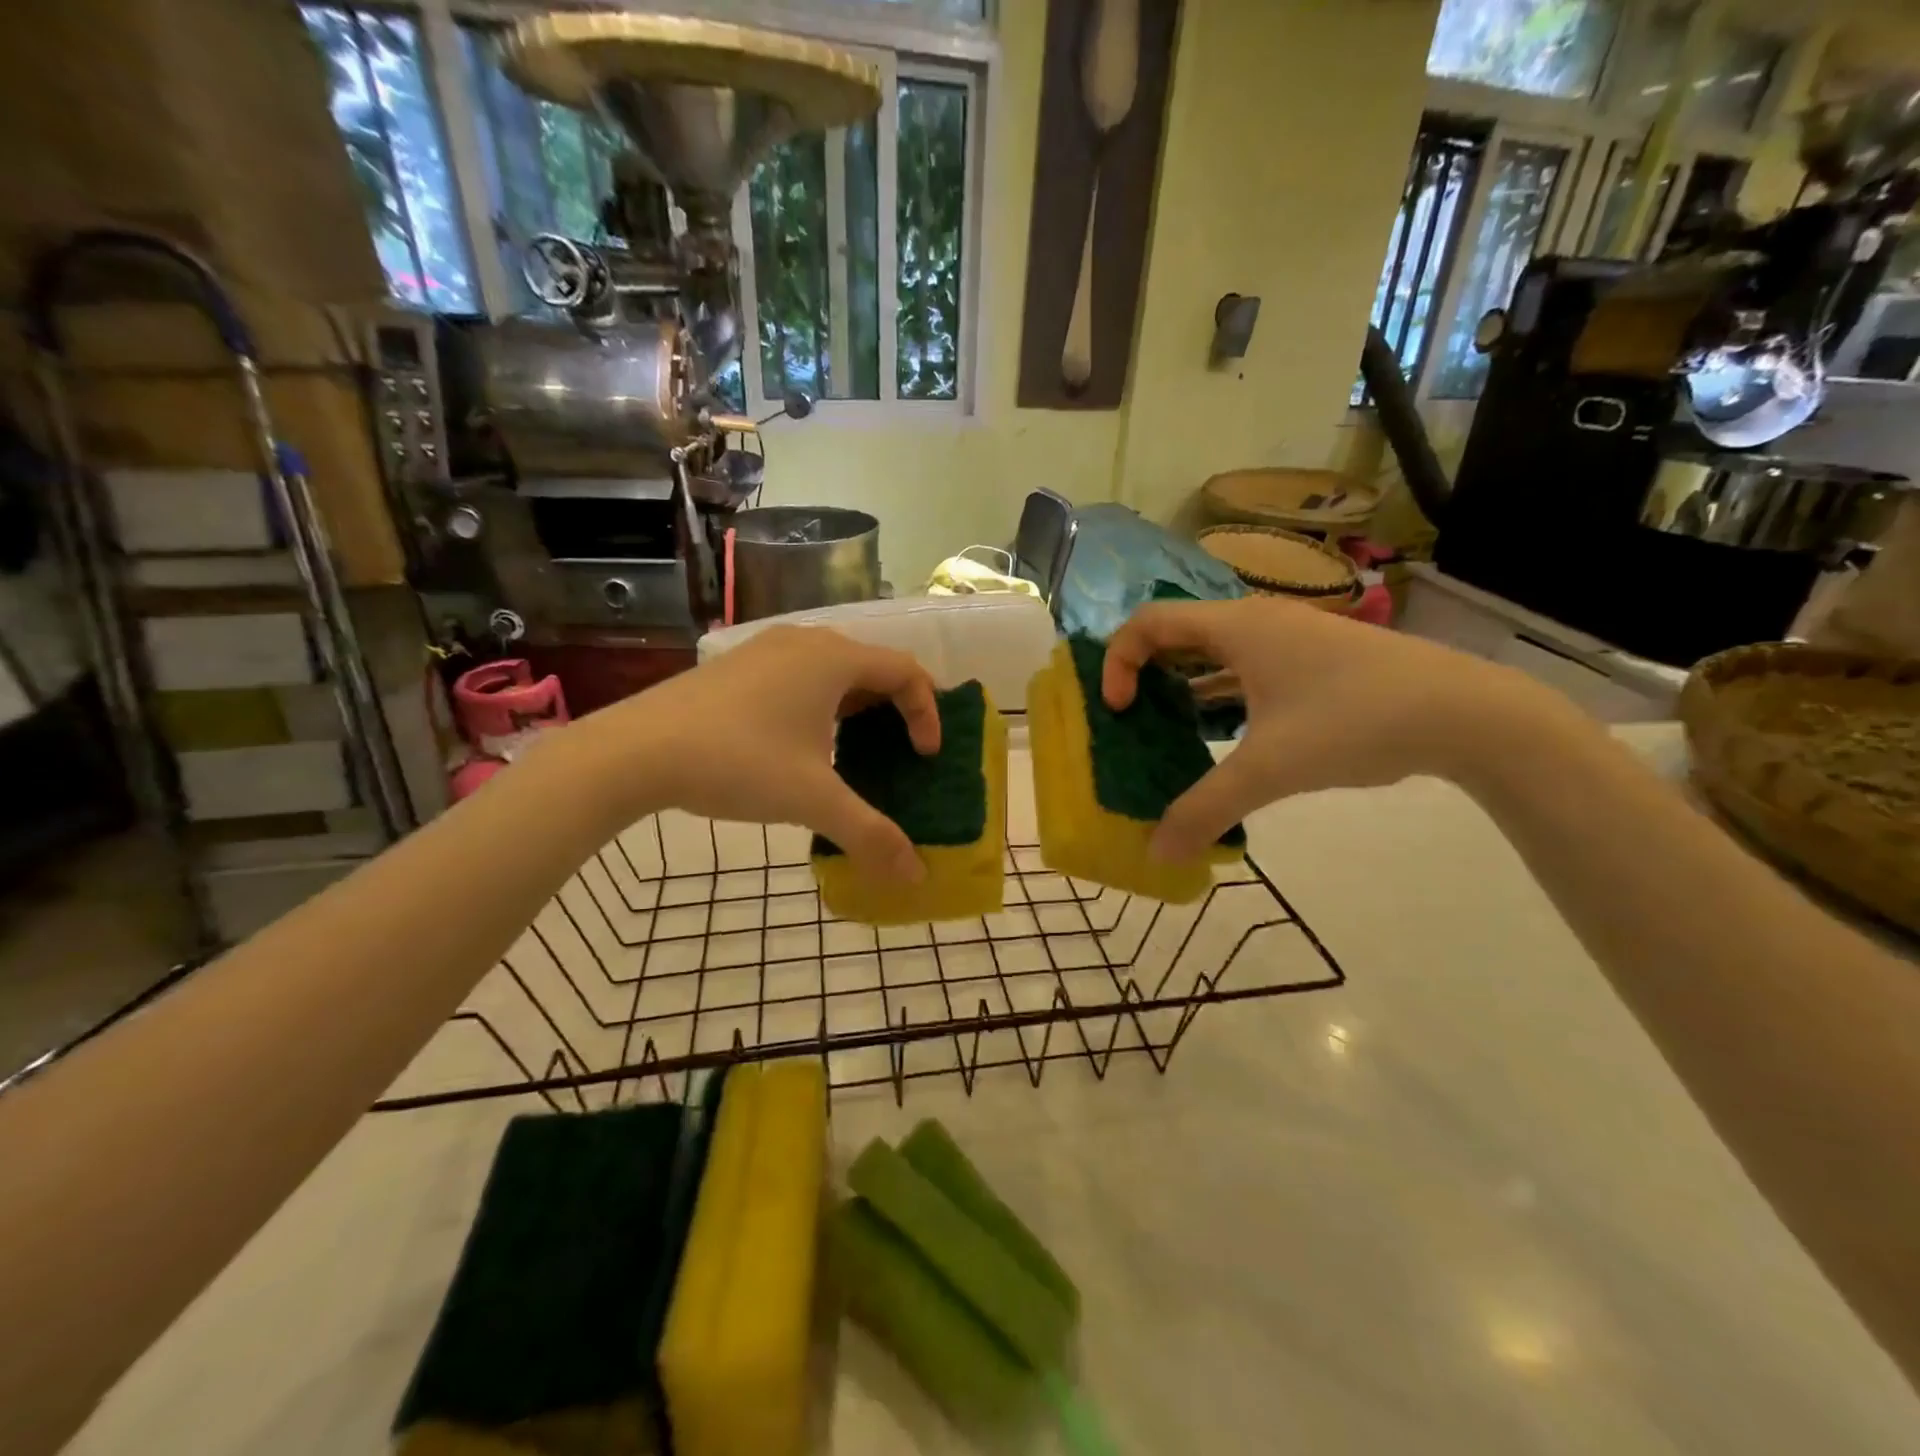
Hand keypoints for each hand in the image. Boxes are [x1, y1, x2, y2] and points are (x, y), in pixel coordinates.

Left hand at [579, 626, 939, 879]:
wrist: (635, 750)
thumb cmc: (738, 762)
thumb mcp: (812, 801)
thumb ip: (871, 835)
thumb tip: (916, 877)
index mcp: (834, 659)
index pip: (906, 671)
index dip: (927, 712)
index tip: (926, 756)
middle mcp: (806, 642)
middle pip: (872, 665)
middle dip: (896, 708)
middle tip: (904, 750)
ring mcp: (767, 649)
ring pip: (833, 669)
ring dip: (858, 705)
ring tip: (858, 748)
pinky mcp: (738, 665)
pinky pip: (800, 675)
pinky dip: (821, 702)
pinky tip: (803, 743)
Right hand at [1103, 597, 1541, 858]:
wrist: (1467, 714)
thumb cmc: (1355, 722)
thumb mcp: (1270, 769)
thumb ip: (1205, 810)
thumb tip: (1156, 853)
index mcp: (1237, 628)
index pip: (1148, 622)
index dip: (1117, 662)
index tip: (1119, 710)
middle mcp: (1257, 622)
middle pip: (1177, 634)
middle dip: (1144, 675)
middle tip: (1131, 721)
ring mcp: (1290, 640)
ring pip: (1214, 654)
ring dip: (1183, 688)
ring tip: (1168, 734)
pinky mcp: (1314, 662)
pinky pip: (1245, 670)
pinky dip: (1220, 697)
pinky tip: (1222, 737)